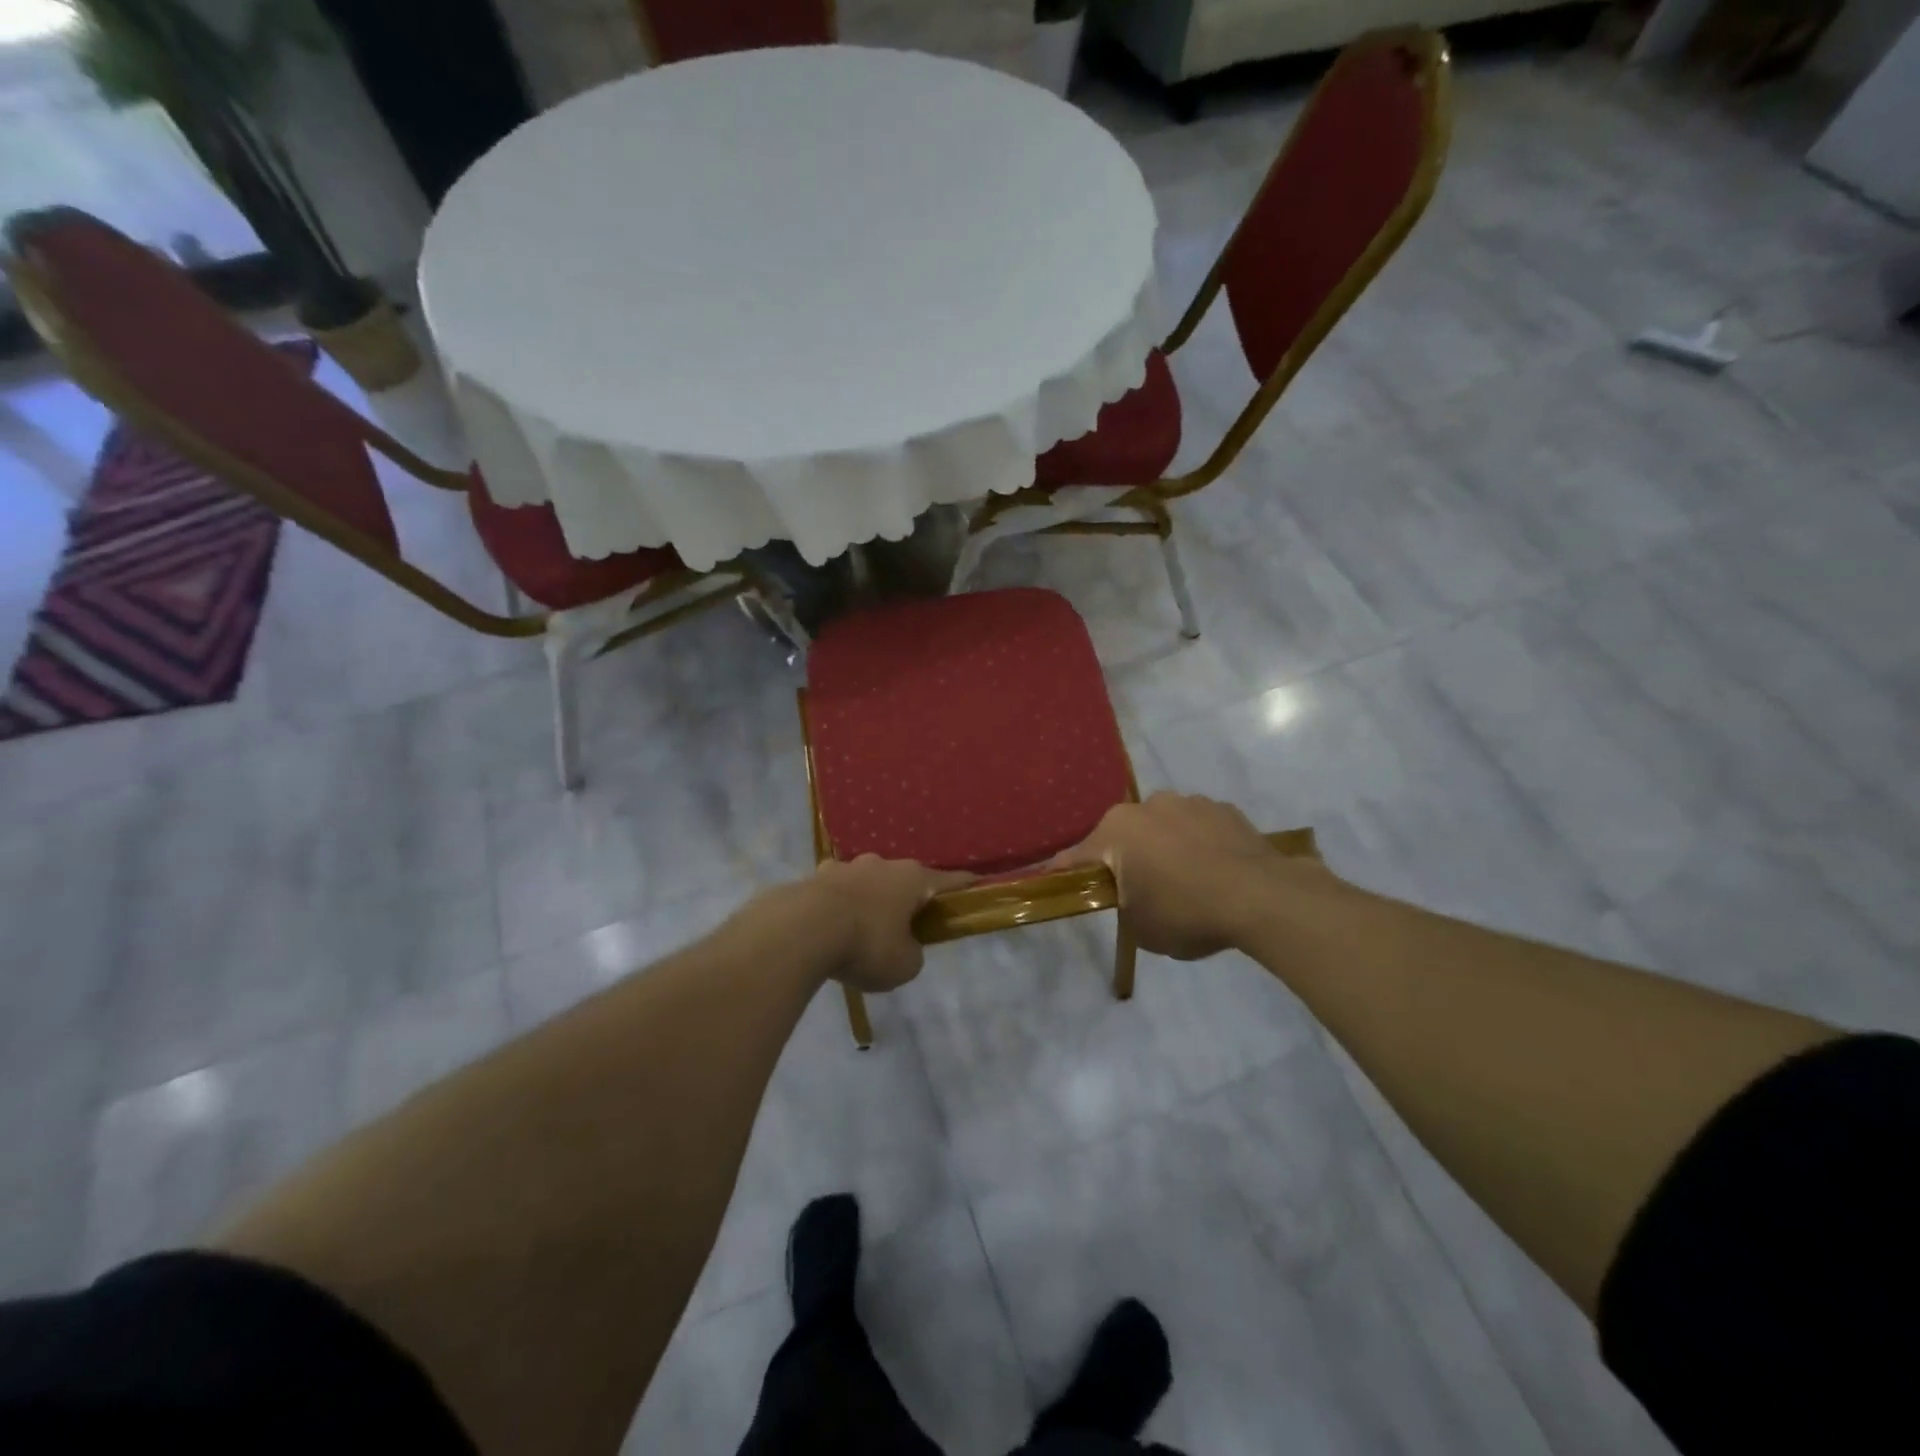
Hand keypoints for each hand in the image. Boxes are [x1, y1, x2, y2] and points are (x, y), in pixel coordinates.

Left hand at [760, 856, 972, 992]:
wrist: (801, 930)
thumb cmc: (866, 944)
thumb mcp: (904, 964)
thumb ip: (912, 953)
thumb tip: (902, 946)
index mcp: (912, 878)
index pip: (949, 880)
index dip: (965, 886)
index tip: (977, 884)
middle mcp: (881, 864)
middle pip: (904, 879)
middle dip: (907, 898)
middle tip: (906, 925)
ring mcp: (846, 867)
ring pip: (867, 881)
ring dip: (870, 899)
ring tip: (862, 928)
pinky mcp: (815, 877)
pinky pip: (835, 891)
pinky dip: (838, 906)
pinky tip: (830, 928)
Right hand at [1051, 792, 1317, 959]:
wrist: (1261, 897)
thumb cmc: (1186, 912)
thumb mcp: (1140, 928)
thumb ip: (1124, 906)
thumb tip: (1131, 898)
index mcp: (1116, 831)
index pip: (1078, 856)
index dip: (1067, 873)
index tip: (1056, 881)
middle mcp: (1147, 806)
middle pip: (1124, 836)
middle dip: (1125, 859)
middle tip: (1138, 892)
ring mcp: (1189, 802)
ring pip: (1162, 827)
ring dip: (1164, 847)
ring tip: (1185, 881)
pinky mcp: (1224, 808)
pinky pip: (1198, 828)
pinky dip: (1198, 844)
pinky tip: (1214, 872)